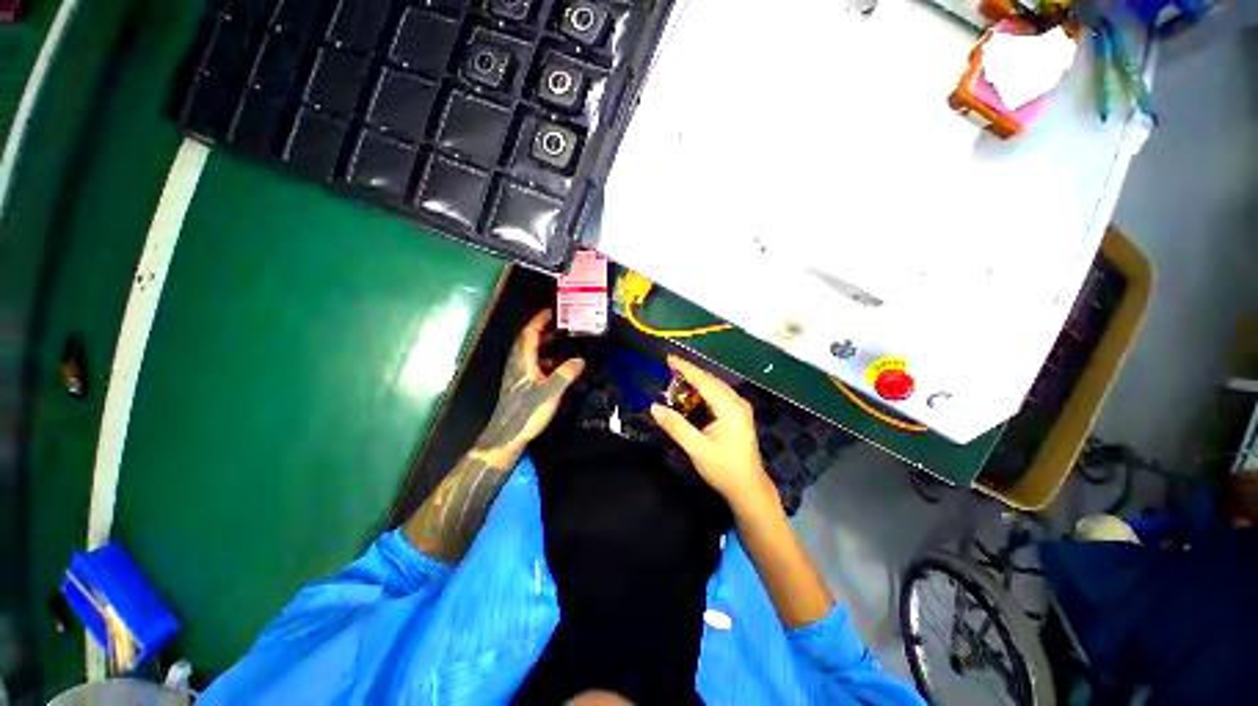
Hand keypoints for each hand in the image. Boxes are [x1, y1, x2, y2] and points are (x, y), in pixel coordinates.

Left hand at [477, 309, 584, 463]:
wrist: (506, 436)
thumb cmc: (526, 412)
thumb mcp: (549, 393)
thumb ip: (565, 375)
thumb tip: (580, 360)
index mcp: (523, 361)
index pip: (529, 333)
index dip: (540, 320)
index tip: (552, 311)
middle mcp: (518, 364)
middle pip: (529, 341)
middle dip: (545, 330)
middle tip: (563, 326)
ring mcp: (518, 375)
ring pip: (531, 353)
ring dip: (546, 345)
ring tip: (564, 344)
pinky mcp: (520, 385)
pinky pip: (533, 364)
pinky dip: (546, 360)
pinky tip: (558, 367)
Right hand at [650, 355, 777, 512]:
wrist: (748, 489)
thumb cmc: (723, 469)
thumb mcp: (696, 448)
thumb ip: (675, 426)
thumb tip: (654, 407)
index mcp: (729, 407)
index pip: (704, 381)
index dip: (685, 368)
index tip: (669, 358)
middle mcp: (737, 402)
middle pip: (710, 380)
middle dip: (690, 372)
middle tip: (668, 367)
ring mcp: (739, 408)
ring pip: (714, 387)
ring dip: (696, 382)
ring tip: (675, 378)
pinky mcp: (738, 414)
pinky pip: (718, 395)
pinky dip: (703, 392)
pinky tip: (691, 395)